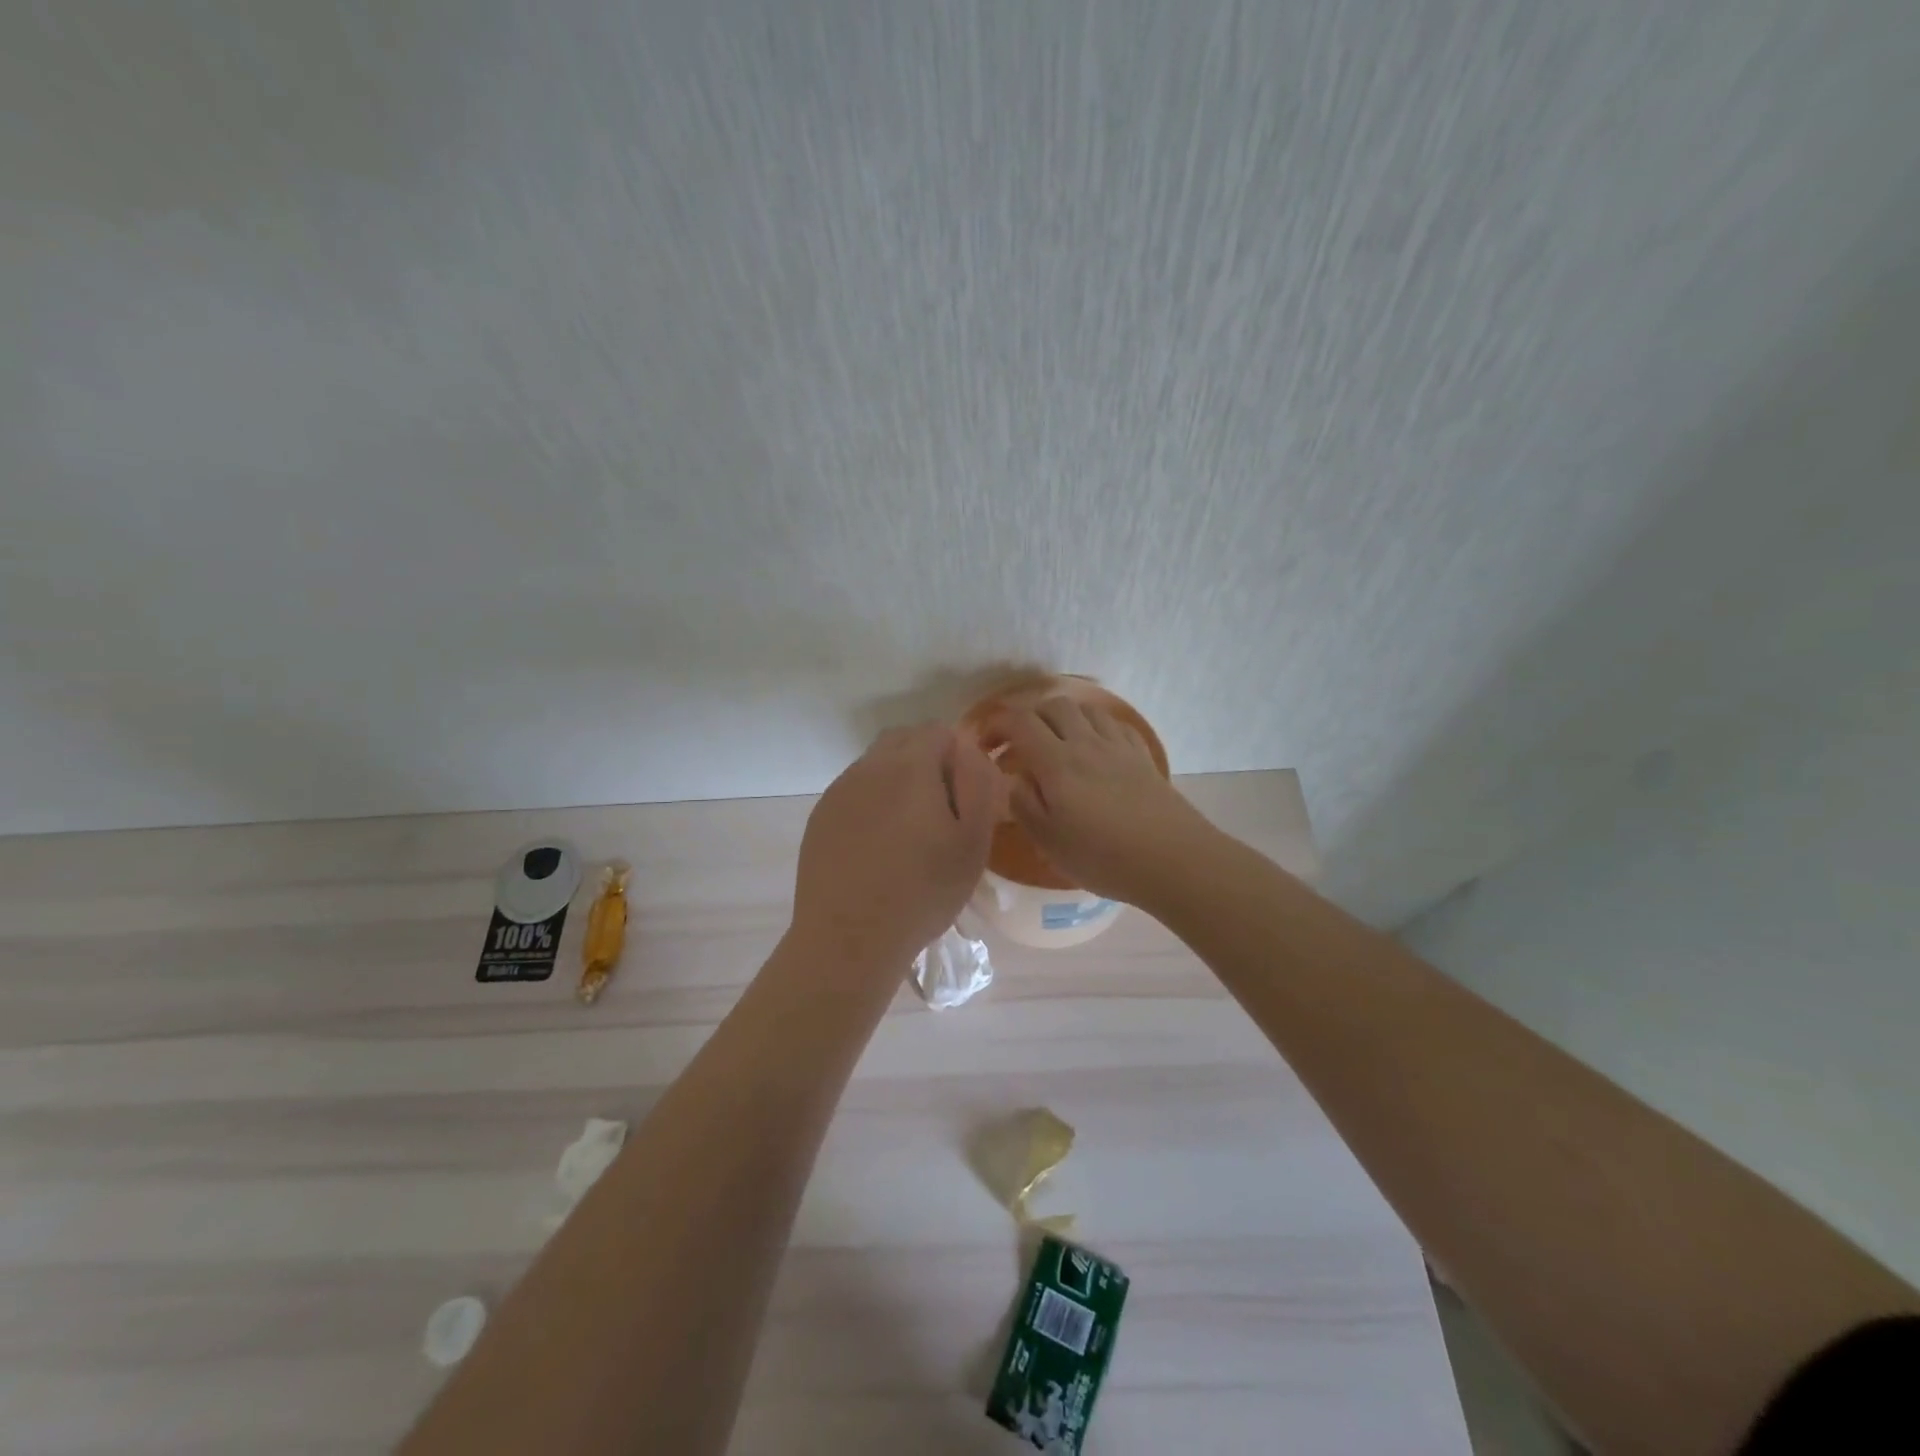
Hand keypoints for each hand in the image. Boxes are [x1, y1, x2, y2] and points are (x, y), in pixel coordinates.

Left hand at [789, 722, 997, 973]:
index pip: (938, 730)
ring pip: (876, 764)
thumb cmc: (922, 892)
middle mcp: (868, 767)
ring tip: (910, 829)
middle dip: (927, 759)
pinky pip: (854, 790)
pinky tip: (878, 843)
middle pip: (903, 740)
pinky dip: (872, 802)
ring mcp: (838, 791)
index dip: (958, 754)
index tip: (964, 794)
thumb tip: (970, 750)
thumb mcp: (972, 842)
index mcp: (909, 766)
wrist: (849, 938)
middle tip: (942, 808)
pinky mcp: (820, 817)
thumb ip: (978, 784)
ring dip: (897, 780)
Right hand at [991, 698, 1213, 904]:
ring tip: (1054, 743)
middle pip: (1052, 706)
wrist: (1173, 860)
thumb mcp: (1049, 841)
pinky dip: (1093, 727)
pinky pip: (1113, 725)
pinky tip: (1093, 747)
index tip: (984, 744)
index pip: (1019, 722)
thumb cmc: (1103, 857)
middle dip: (1027, 717)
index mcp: (1057, 762)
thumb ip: (1024, 804)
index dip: (995, 724)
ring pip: (1085, 710)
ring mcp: (1118, 746)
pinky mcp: (1142, 756)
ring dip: (1061, 718)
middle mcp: (1086, 742)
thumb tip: (1013, 778)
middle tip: (1017, 745)